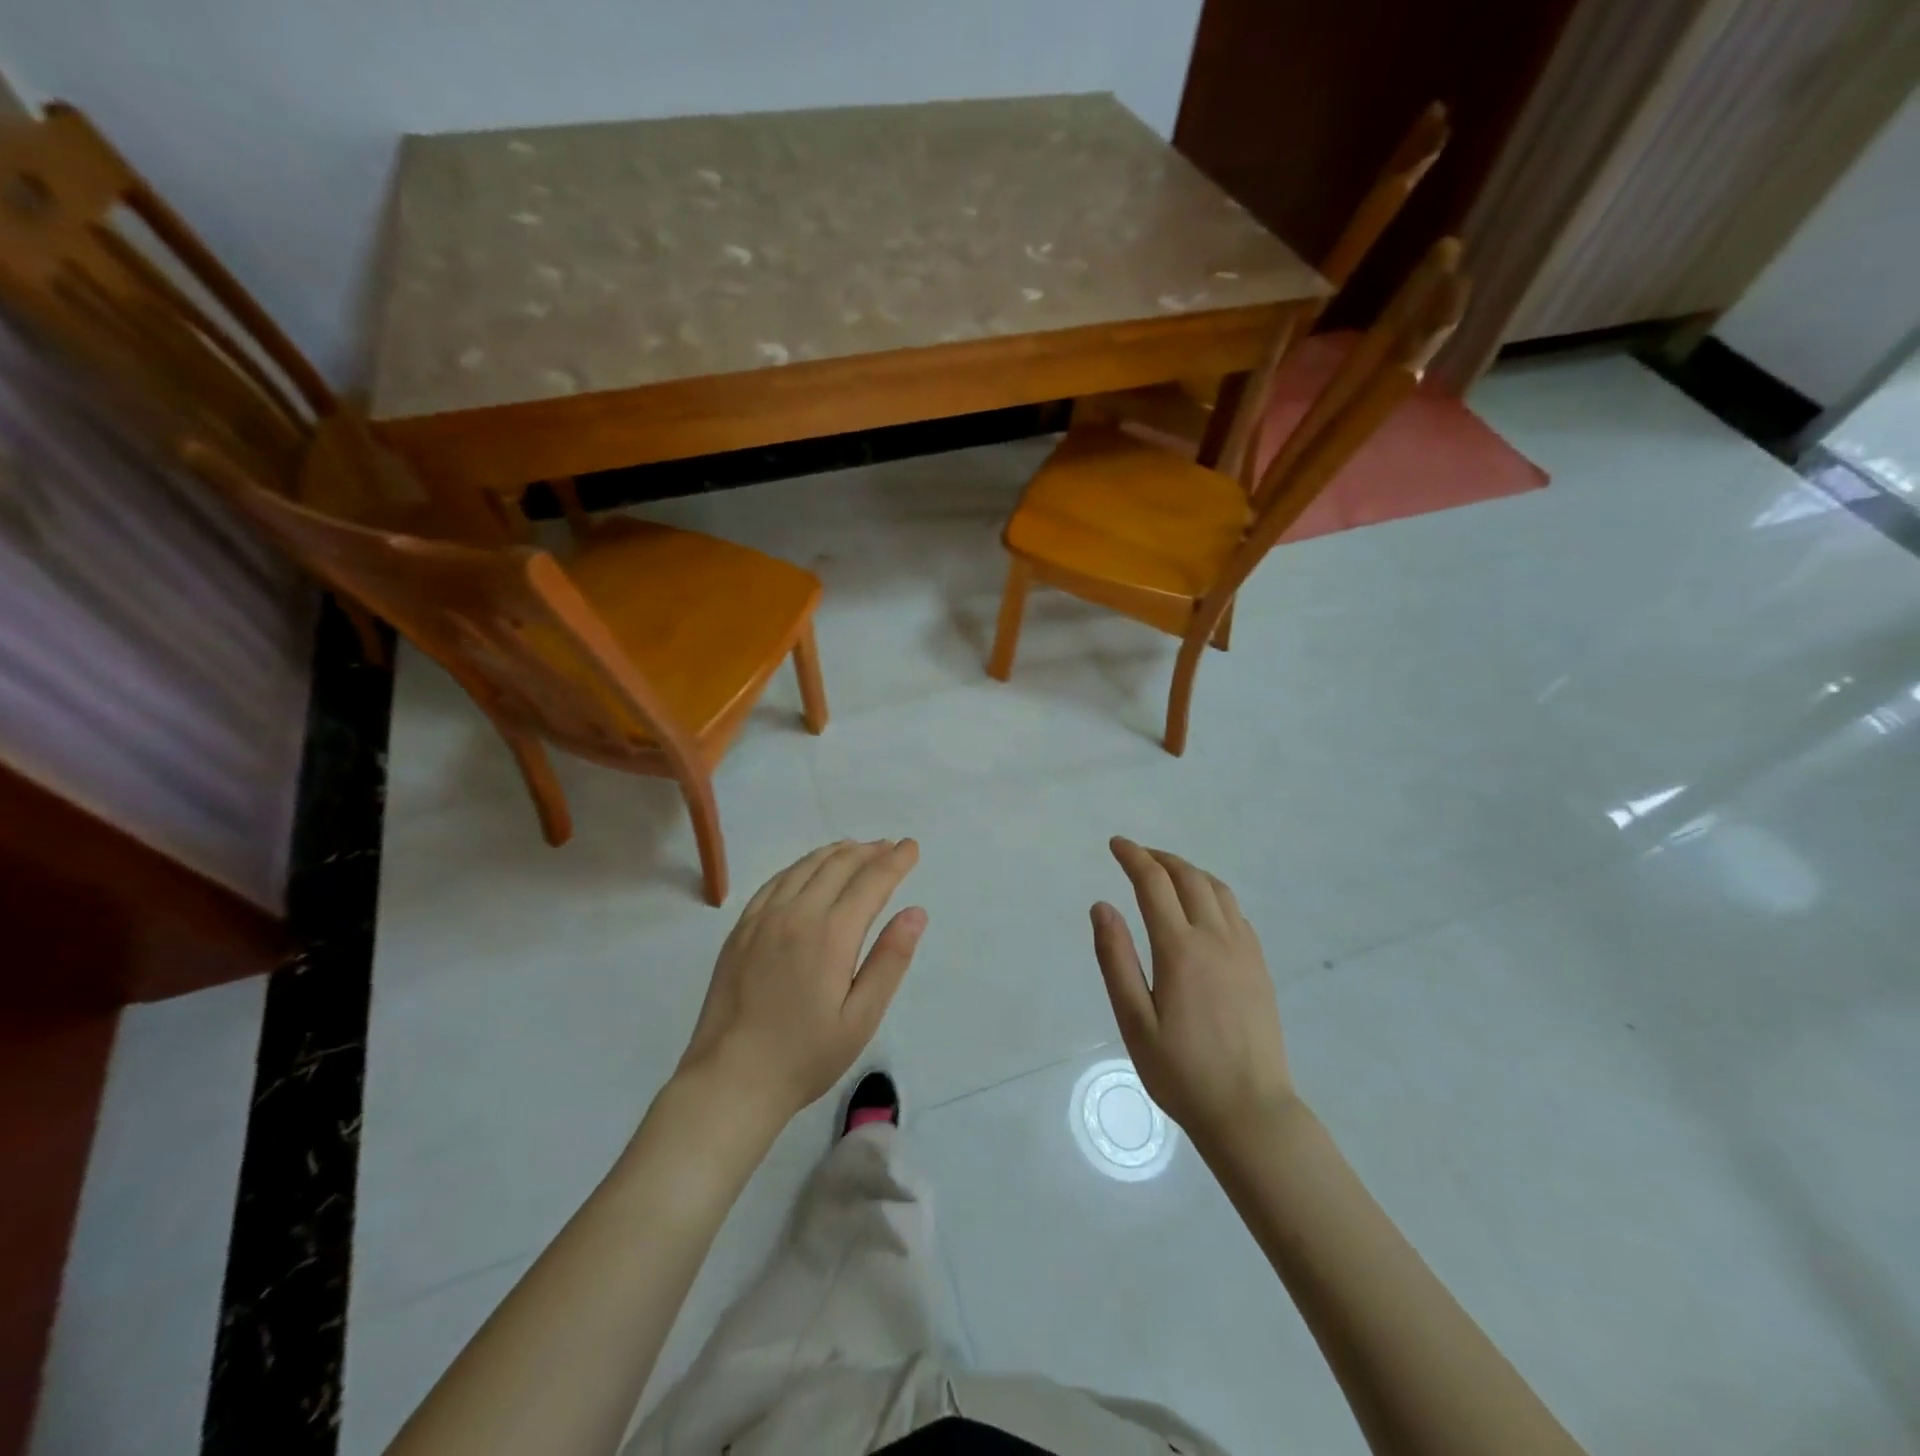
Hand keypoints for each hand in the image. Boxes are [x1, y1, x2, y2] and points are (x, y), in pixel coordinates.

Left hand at [678, 839, 926, 1124]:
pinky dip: (800, 866)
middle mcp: (796, 914)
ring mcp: (763, 918)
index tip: (911, 847)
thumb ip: (890, 960)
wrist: (730, 1080)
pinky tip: (807, 870)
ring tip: (856, 849)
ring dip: (836, 853)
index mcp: (831, 934)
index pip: (871, 881)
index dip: (895, 860)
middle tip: (889, 847)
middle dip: (869, 851)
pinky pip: (775, 881)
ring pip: (805, 867)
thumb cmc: (805, 1056)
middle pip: (838, 865)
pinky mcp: (741, 929)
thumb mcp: (861, 1018)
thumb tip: (916, 912)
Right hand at [1091, 837, 1294, 1149]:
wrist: (1250, 1111)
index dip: (1133, 857)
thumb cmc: (1181, 1072)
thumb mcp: (1134, 1021)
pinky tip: (1201, 907)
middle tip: (1136, 855)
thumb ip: (1115, 959)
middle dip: (1159, 858)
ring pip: (1217, 889)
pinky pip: (1235, 911)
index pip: (1154, 883)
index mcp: (1180, 949)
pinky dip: (1212, 893)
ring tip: (1165, 873)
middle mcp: (1216, 938)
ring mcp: (1244, 950)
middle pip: (1188, 877)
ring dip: (1188, 871)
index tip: (1116, 844)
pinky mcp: (1259, 966)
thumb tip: (1101, 906)